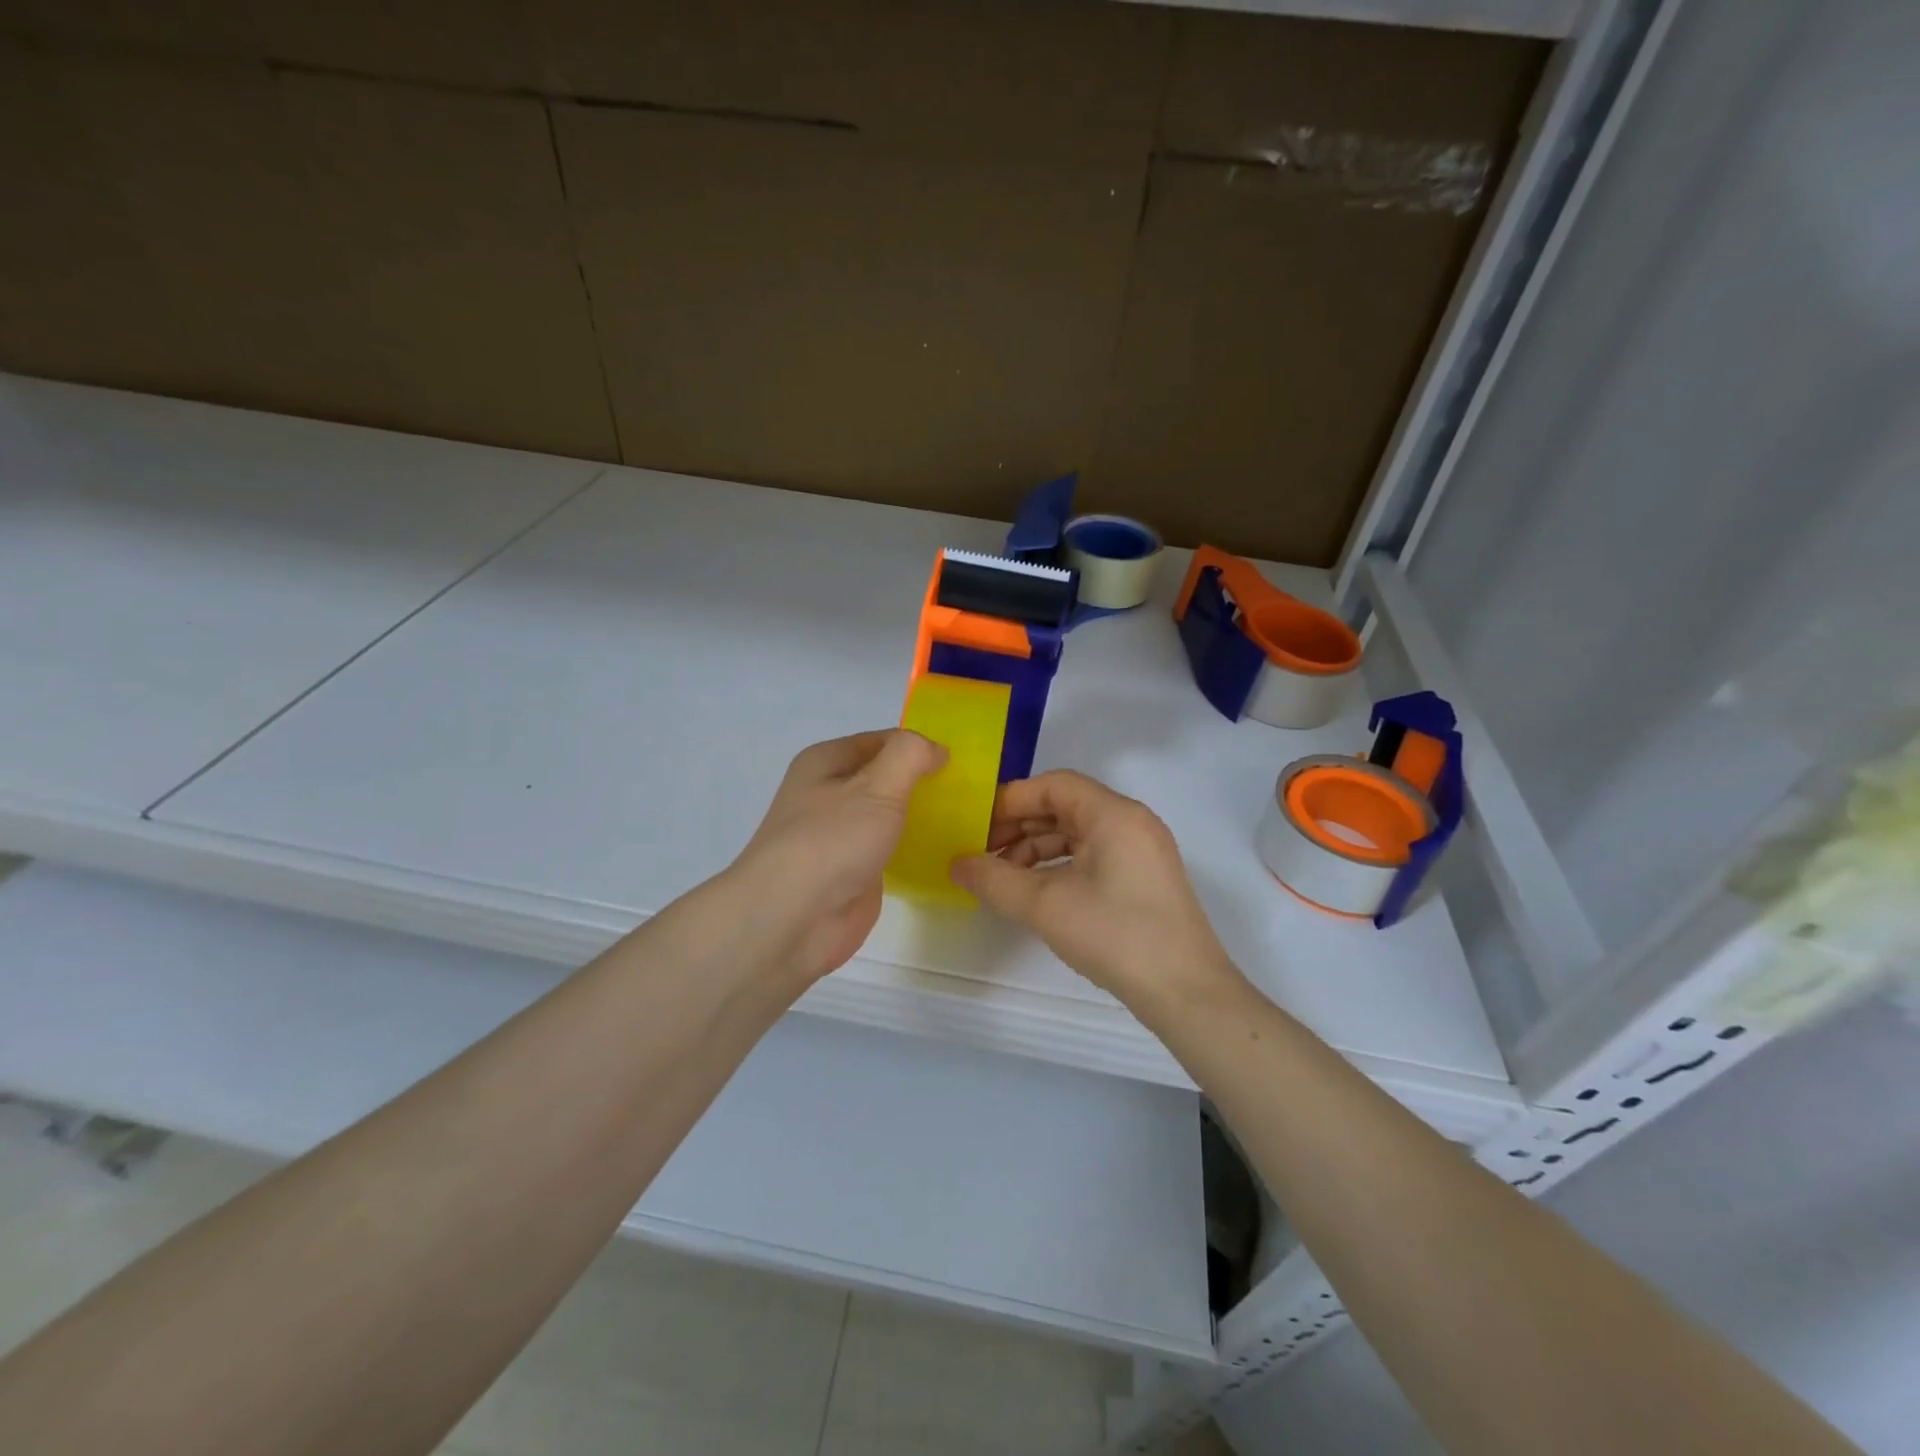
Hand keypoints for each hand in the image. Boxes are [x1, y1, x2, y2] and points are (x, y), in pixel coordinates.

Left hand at [722, 730, 945, 983]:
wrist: (792, 920)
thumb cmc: (831, 840)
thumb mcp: (877, 785)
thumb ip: (910, 755)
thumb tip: (935, 749)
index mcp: (825, 762)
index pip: (881, 741)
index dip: (918, 747)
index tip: (959, 762)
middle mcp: (829, 794)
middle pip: (885, 778)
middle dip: (922, 782)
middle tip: (969, 792)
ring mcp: (840, 836)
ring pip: (889, 816)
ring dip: (921, 816)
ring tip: (966, 819)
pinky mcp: (853, 872)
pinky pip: (890, 850)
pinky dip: (914, 848)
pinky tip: (946, 852)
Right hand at [950, 771, 1240, 1014]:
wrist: (1185, 992)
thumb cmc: (1115, 935)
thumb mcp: (1045, 906)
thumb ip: (994, 880)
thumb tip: (956, 864)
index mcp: (1113, 813)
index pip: (1053, 785)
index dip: (1010, 801)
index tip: (975, 825)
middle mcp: (1130, 822)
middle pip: (1064, 806)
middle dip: (1019, 826)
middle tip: (980, 851)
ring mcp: (1141, 850)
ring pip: (1077, 833)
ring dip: (1036, 849)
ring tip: (1001, 877)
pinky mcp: (1143, 878)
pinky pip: (1092, 855)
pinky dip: (1059, 866)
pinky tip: (1034, 892)